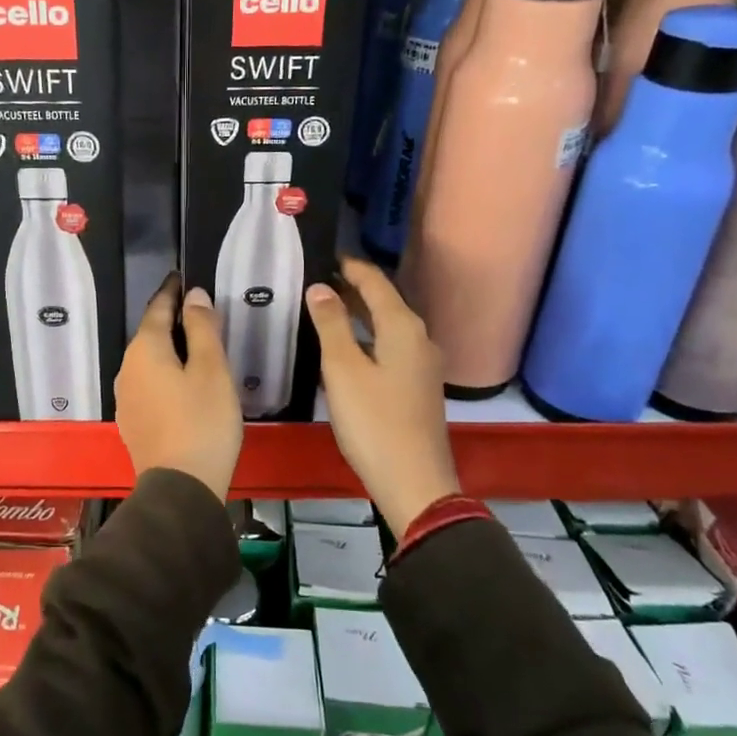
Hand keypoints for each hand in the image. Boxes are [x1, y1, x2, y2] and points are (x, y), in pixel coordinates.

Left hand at [116, 273, 242, 499]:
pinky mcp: (133, 421)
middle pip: (150, 334)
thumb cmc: (202, 421)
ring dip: (169, 349)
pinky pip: (149, 383)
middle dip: (172, 320)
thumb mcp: (211, 369)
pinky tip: (182, 382)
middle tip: (199, 311)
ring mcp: (126, 398)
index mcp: (145, 350)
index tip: (183, 277)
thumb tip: (193, 296)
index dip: (172, 292)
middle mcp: (127, 369)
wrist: (180, 488)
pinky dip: (165, 373)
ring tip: (195, 345)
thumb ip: (202, 329)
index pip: (157, 308)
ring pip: (148, 361)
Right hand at [307, 257, 459, 537]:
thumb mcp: (343, 369)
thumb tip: (320, 287)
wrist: (414, 481)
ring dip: (358, 313)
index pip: (375, 282)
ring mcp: (422, 364)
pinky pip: (390, 346)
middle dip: (352, 287)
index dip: (349, 266)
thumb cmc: (374, 421)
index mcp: (403, 327)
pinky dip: (367, 336)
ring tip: (323, 307)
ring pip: (387, 325)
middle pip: (384, 301)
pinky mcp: (417, 386)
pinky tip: (345, 346)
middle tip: (315, 279)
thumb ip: (331, 324)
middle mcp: (419, 338)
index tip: (323, 255)